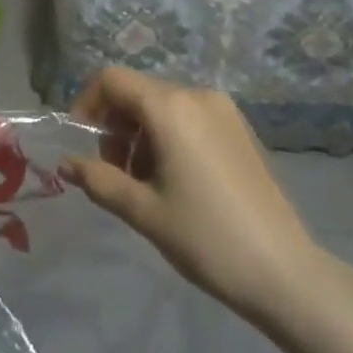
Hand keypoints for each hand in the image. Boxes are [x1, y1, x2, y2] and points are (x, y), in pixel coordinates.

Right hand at [65, 66, 320, 322]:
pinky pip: (189, 117)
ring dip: (141, 134)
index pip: (112, 80)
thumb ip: (99, 180)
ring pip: (163, 106)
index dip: (88, 104)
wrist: (284, 272)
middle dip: (116, 126)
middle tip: (115, 174)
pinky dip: (169, 136)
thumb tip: (67, 164)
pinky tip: (176, 181)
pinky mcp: (240, 128)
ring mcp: (223, 110)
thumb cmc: (206, 238)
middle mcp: (197, 95)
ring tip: (146, 184)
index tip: (83, 143)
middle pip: (138, 92)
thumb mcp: (143, 211)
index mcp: (170, 108)